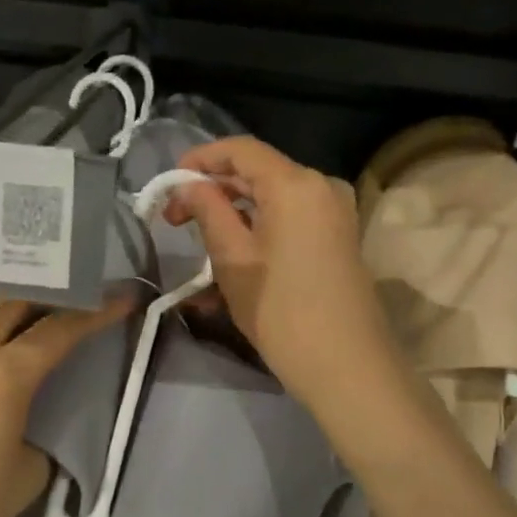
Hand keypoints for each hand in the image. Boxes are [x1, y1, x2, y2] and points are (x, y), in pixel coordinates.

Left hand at [0, 293, 128, 516]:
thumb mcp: (26, 479)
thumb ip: (41, 440)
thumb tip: (32, 428)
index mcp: (6, 373)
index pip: (61, 329)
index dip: (96, 312)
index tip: (122, 297)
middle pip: (13, 300)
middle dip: (49, 291)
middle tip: (71, 292)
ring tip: (16, 294)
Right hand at [166, 137, 401, 414]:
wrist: (347, 366)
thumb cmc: (281, 310)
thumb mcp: (233, 259)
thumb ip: (207, 210)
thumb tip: (187, 185)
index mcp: (296, 183)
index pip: (240, 149)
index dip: (200, 159)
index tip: (169, 184)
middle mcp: (321, 186)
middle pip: (258, 172)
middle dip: (213, 190)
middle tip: (176, 221)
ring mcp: (335, 212)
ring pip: (273, 197)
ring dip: (233, 213)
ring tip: (200, 244)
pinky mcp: (339, 237)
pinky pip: (291, 218)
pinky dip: (259, 228)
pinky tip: (233, 256)